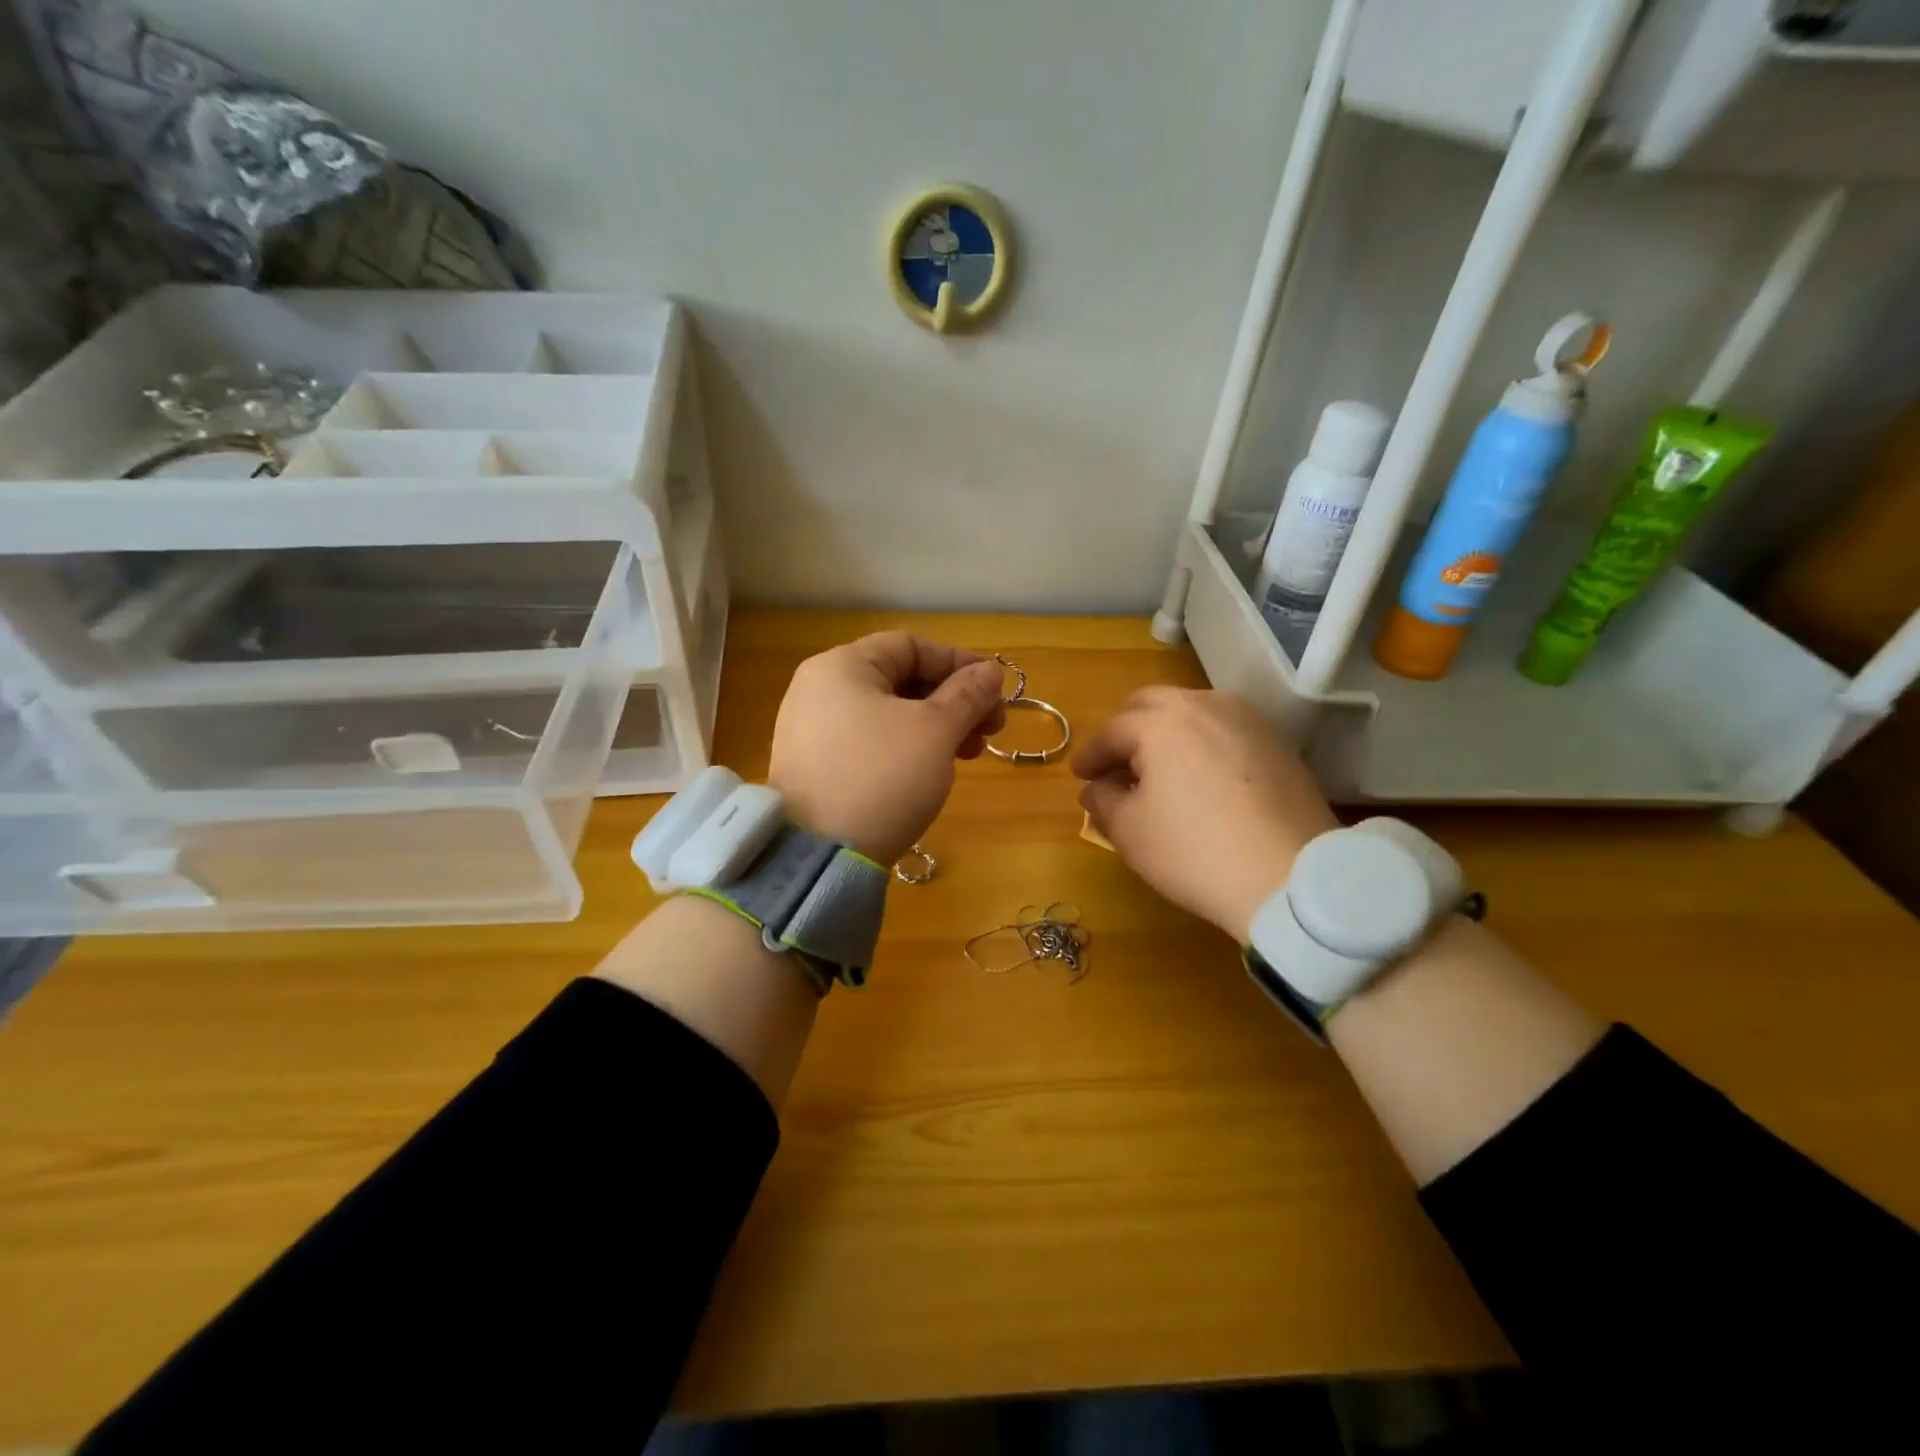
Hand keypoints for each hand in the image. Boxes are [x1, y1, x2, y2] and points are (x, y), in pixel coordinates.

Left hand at [768, 631, 1007, 863]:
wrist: (820, 856)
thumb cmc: (882, 777)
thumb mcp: (935, 732)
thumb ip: (967, 695)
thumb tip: (990, 671)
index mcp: (842, 666)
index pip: (910, 645)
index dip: (958, 662)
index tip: (995, 689)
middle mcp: (819, 689)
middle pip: (900, 679)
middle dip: (953, 700)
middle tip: (991, 729)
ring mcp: (811, 729)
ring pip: (888, 713)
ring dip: (935, 726)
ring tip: (969, 755)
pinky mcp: (814, 766)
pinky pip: (869, 741)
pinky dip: (906, 746)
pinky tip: (932, 770)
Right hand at [1072, 688, 1337, 939]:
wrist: (1290, 877)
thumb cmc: (1194, 852)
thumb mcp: (1130, 832)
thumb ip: (1103, 800)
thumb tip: (1097, 786)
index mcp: (1160, 722)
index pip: (1112, 731)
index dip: (1091, 755)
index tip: (1080, 775)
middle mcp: (1203, 705)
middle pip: (1151, 704)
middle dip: (1127, 730)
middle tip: (1117, 763)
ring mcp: (1246, 718)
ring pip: (1192, 710)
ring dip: (1166, 731)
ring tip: (1160, 767)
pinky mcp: (1277, 740)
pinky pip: (1225, 727)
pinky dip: (1202, 741)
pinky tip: (1201, 774)